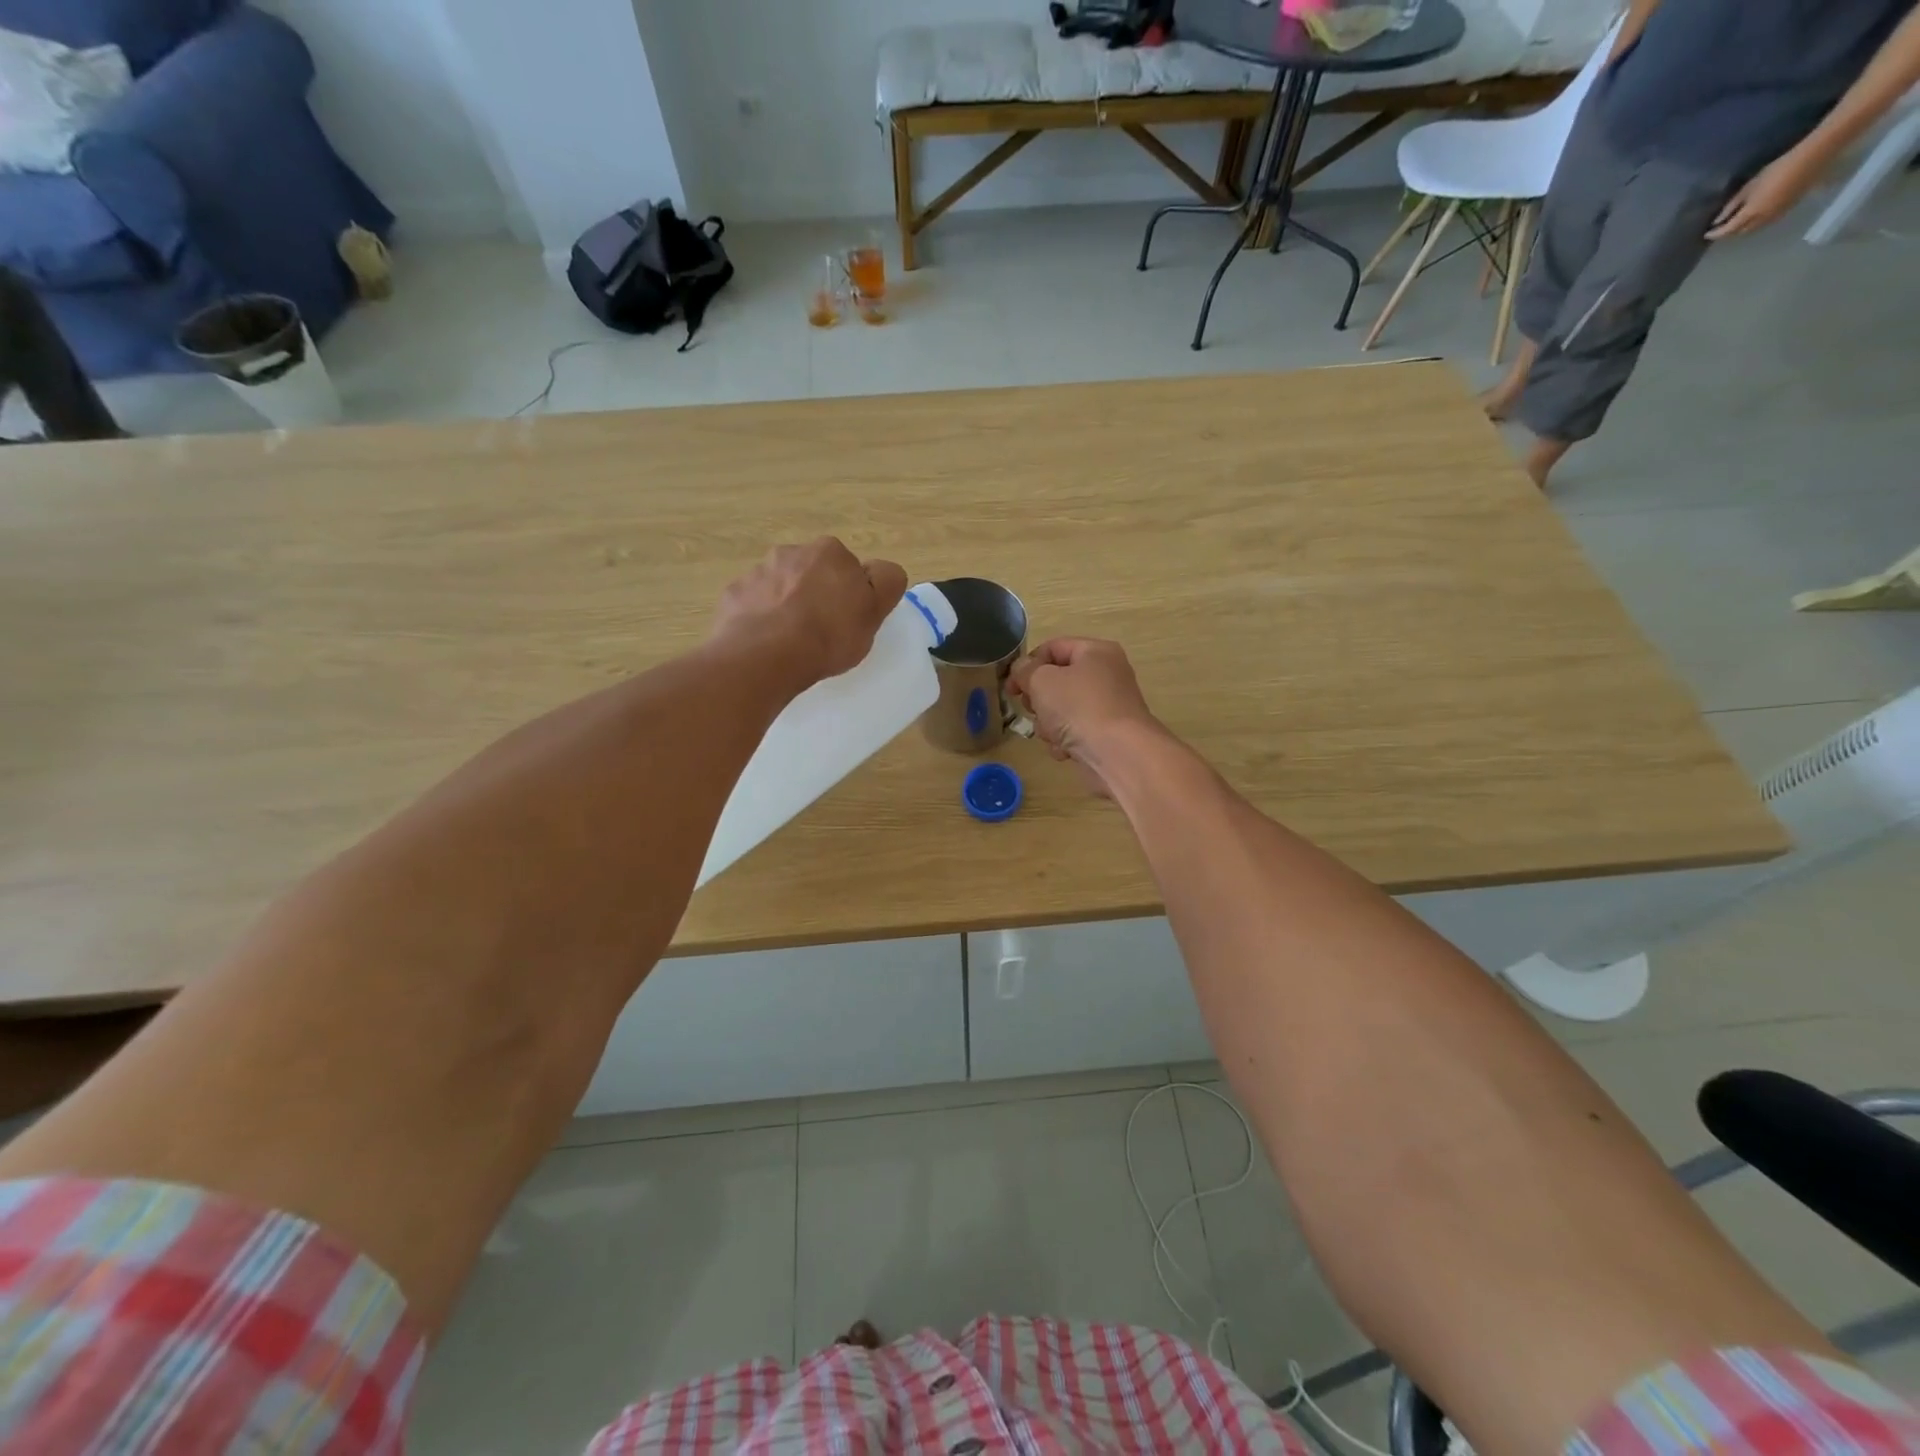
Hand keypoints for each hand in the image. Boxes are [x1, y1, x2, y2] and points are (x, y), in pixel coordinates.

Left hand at [712, 539, 907, 690]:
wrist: (766, 656)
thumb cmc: (829, 635)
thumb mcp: (875, 612)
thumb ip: (886, 583)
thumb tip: (881, 571)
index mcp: (829, 552)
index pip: (848, 567)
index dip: (851, 593)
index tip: (849, 619)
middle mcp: (791, 552)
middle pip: (811, 572)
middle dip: (815, 593)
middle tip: (822, 631)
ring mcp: (757, 572)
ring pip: (779, 587)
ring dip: (786, 605)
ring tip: (791, 641)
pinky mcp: (733, 595)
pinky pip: (752, 605)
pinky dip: (759, 619)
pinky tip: (766, 644)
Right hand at [1009, 637, 1162, 796]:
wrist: (1118, 754)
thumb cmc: (1078, 707)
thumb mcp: (1041, 681)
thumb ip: (1025, 670)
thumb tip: (1022, 669)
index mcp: (1096, 652)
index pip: (1052, 648)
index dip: (1027, 665)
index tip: (1011, 687)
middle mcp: (1106, 675)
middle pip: (1057, 680)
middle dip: (1039, 699)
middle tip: (1032, 709)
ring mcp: (1108, 706)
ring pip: (1063, 709)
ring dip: (1049, 723)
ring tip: (1052, 734)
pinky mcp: (1107, 734)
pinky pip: (1075, 731)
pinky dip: (1065, 741)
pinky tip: (1065, 750)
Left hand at [1706, 148, 1824, 239]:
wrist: (1813, 157)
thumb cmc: (1777, 169)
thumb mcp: (1750, 187)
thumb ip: (1732, 205)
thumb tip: (1717, 221)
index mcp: (1751, 213)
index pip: (1728, 231)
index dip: (1715, 234)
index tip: (1706, 234)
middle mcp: (1763, 219)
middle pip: (1740, 233)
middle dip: (1728, 233)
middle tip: (1720, 229)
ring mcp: (1777, 215)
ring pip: (1754, 230)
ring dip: (1742, 230)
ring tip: (1735, 225)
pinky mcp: (1789, 209)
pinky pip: (1767, 223)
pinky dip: (1756, 224)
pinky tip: (1753, 218)